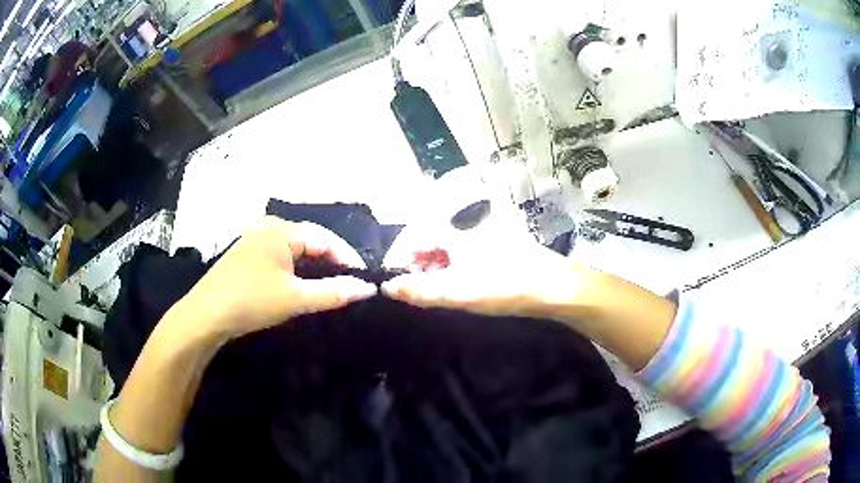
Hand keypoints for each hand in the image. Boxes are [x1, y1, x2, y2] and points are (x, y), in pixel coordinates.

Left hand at [170, 216, 377, 342]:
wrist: (205, 316)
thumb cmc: (250, 301)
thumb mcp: (295, 299)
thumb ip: (333, 292)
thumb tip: (368, 288)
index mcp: (280, 229)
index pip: (325, 238)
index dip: (347, 258)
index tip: (366, 279)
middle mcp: (268, 227)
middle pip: (311, 241)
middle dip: (333, 262)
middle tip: (352, 284)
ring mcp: (256, 240)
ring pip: (296, 250)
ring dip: (315, 267)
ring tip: (334, 286)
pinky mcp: (249, 256)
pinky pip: (282, 258)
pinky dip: (298, 270)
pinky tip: (304, 285)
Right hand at [381, 222, 589, 318]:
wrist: (555, 288)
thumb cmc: (505, 285)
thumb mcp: (458, 291)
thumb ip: (421, 290)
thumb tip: (387, 287)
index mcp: (455, 233)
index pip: (413, 236)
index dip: (397, 257)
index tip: (388, 281)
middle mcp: (467, 230)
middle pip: (429, 242)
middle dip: (413, 265)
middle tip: (407, 291)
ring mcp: (484, 240)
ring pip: (446, 251)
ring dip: (432, 270)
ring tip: (427, 293)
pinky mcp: (496, 252)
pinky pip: (462, 258)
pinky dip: (450, 272)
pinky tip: (454, 289)